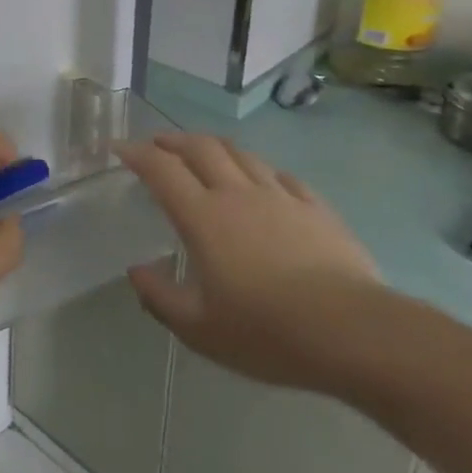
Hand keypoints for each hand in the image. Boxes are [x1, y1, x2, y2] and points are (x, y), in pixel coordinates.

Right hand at [121, 133, 382, 392]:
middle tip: (157, 144)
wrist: (352, 332)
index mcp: (203, 217)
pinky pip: (281, 176)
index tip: (119, 148)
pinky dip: (260, 170)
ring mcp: (280, 197)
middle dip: (173, 140)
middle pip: (201, 148)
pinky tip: (262, 180)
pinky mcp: (316, 208)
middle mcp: (237, 194)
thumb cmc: (266, 331)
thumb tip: (135, 271)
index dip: (137, 153)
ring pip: (241, 154)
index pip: (162, 169)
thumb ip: (160, 297)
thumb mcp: (199, 329)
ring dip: (214, 146)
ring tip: (203, 151)